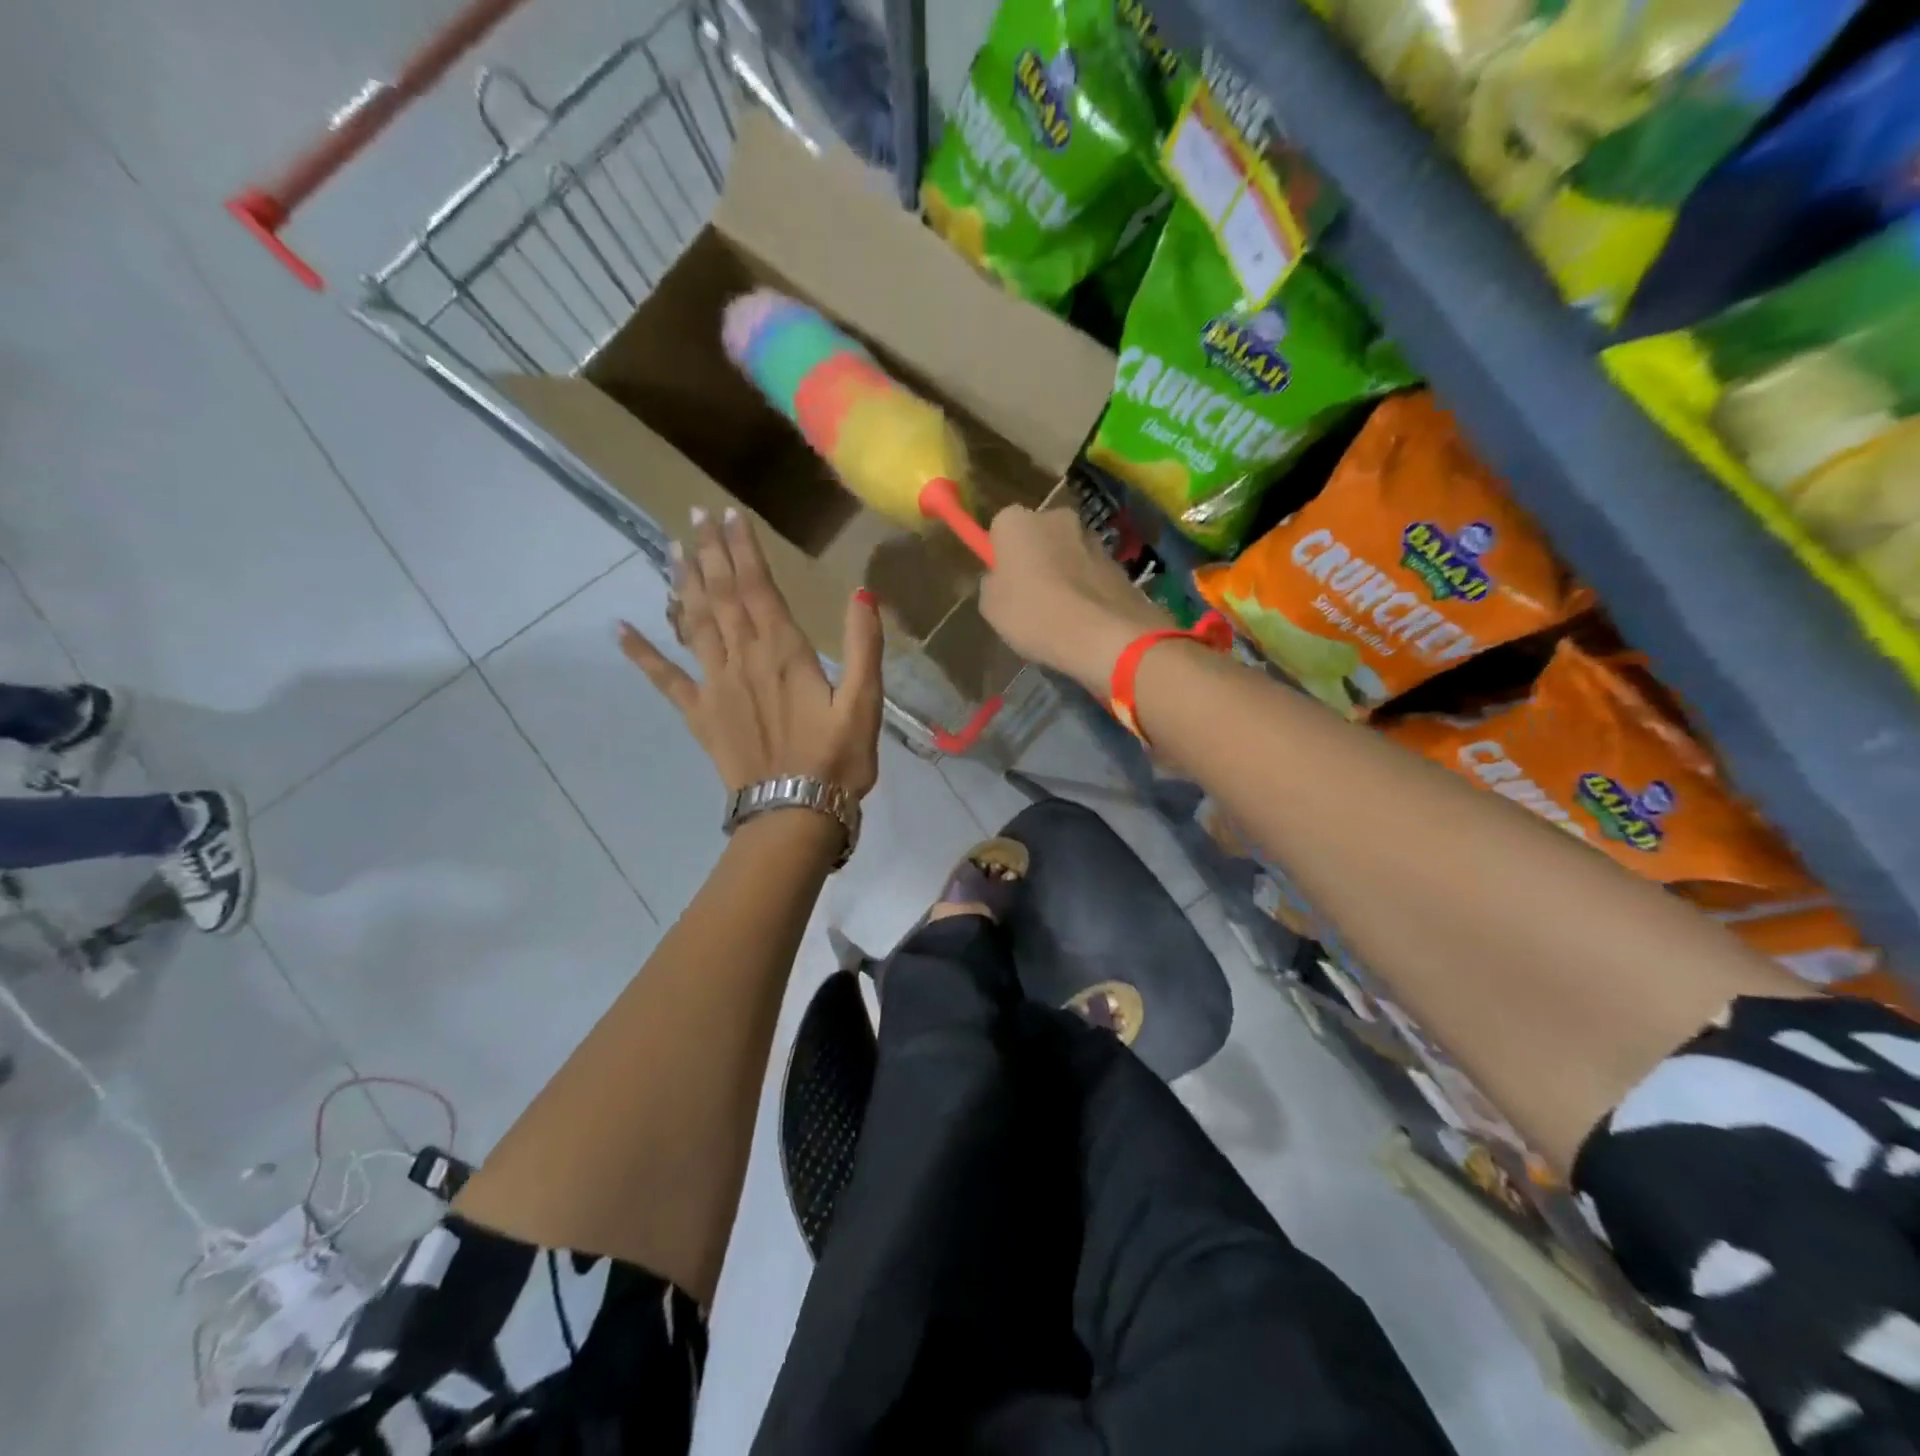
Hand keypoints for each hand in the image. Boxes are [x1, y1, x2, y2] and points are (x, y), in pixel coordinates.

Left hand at [619, 509, 883, 798]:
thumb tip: (863, 594)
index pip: (757, 588)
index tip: (728, 513)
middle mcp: (742, 659)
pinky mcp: (700, 714)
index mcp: (783, 653)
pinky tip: (619, 629)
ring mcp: (715, 686)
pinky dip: (641, 653)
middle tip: (694, 515)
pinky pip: (665, 679)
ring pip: (694, 624)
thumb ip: (863, 647)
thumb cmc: (837, 759)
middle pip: (721, 595)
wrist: (795, 813)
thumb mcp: (865, 703)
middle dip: (709, 552)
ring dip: (682, 584)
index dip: (743, 549)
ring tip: (670, 549)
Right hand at [978, 505, 1173, 693]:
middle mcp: (1057, 517)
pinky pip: (1092, 574)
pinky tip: (1085, 619)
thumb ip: (994, 584)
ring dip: (1064, 573)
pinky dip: (1087, 589)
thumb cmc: (1034, 615)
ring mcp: (1093, 538)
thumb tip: (1002, 579)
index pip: (1001, 528)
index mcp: (1017, 522)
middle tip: (1031, 597)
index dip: (1002, 556)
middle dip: (1036, 558)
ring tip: (1062, 614)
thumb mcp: (991, 607)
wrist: (1103, 635)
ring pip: (1069, 553)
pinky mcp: (1119, 562)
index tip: (1004, 582)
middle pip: (1039, 536)